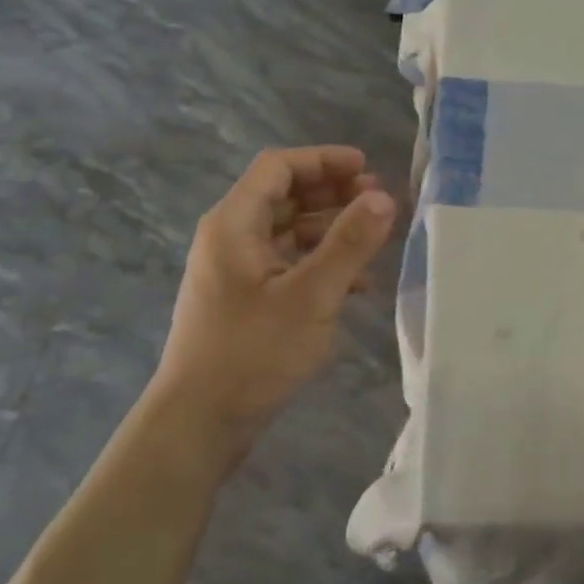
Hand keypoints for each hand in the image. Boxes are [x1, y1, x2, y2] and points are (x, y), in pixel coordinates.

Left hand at [153, 146, 396, 474]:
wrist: (199, 422)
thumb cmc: (252, 352)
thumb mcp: (310, 296)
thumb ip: (348, 244)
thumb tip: (384, 197)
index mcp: (233, 224)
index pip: (278, 167)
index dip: (323, 160)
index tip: (367, 168)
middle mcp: (229, 238)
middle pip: (283, 196)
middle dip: (331, 192)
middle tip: (377, 201)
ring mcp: (235, 270)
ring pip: (287, 231)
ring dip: (329, 228)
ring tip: (373, 238)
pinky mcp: (244, 299)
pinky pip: (286, 264)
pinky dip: (319, 263)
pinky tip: (356, 284)